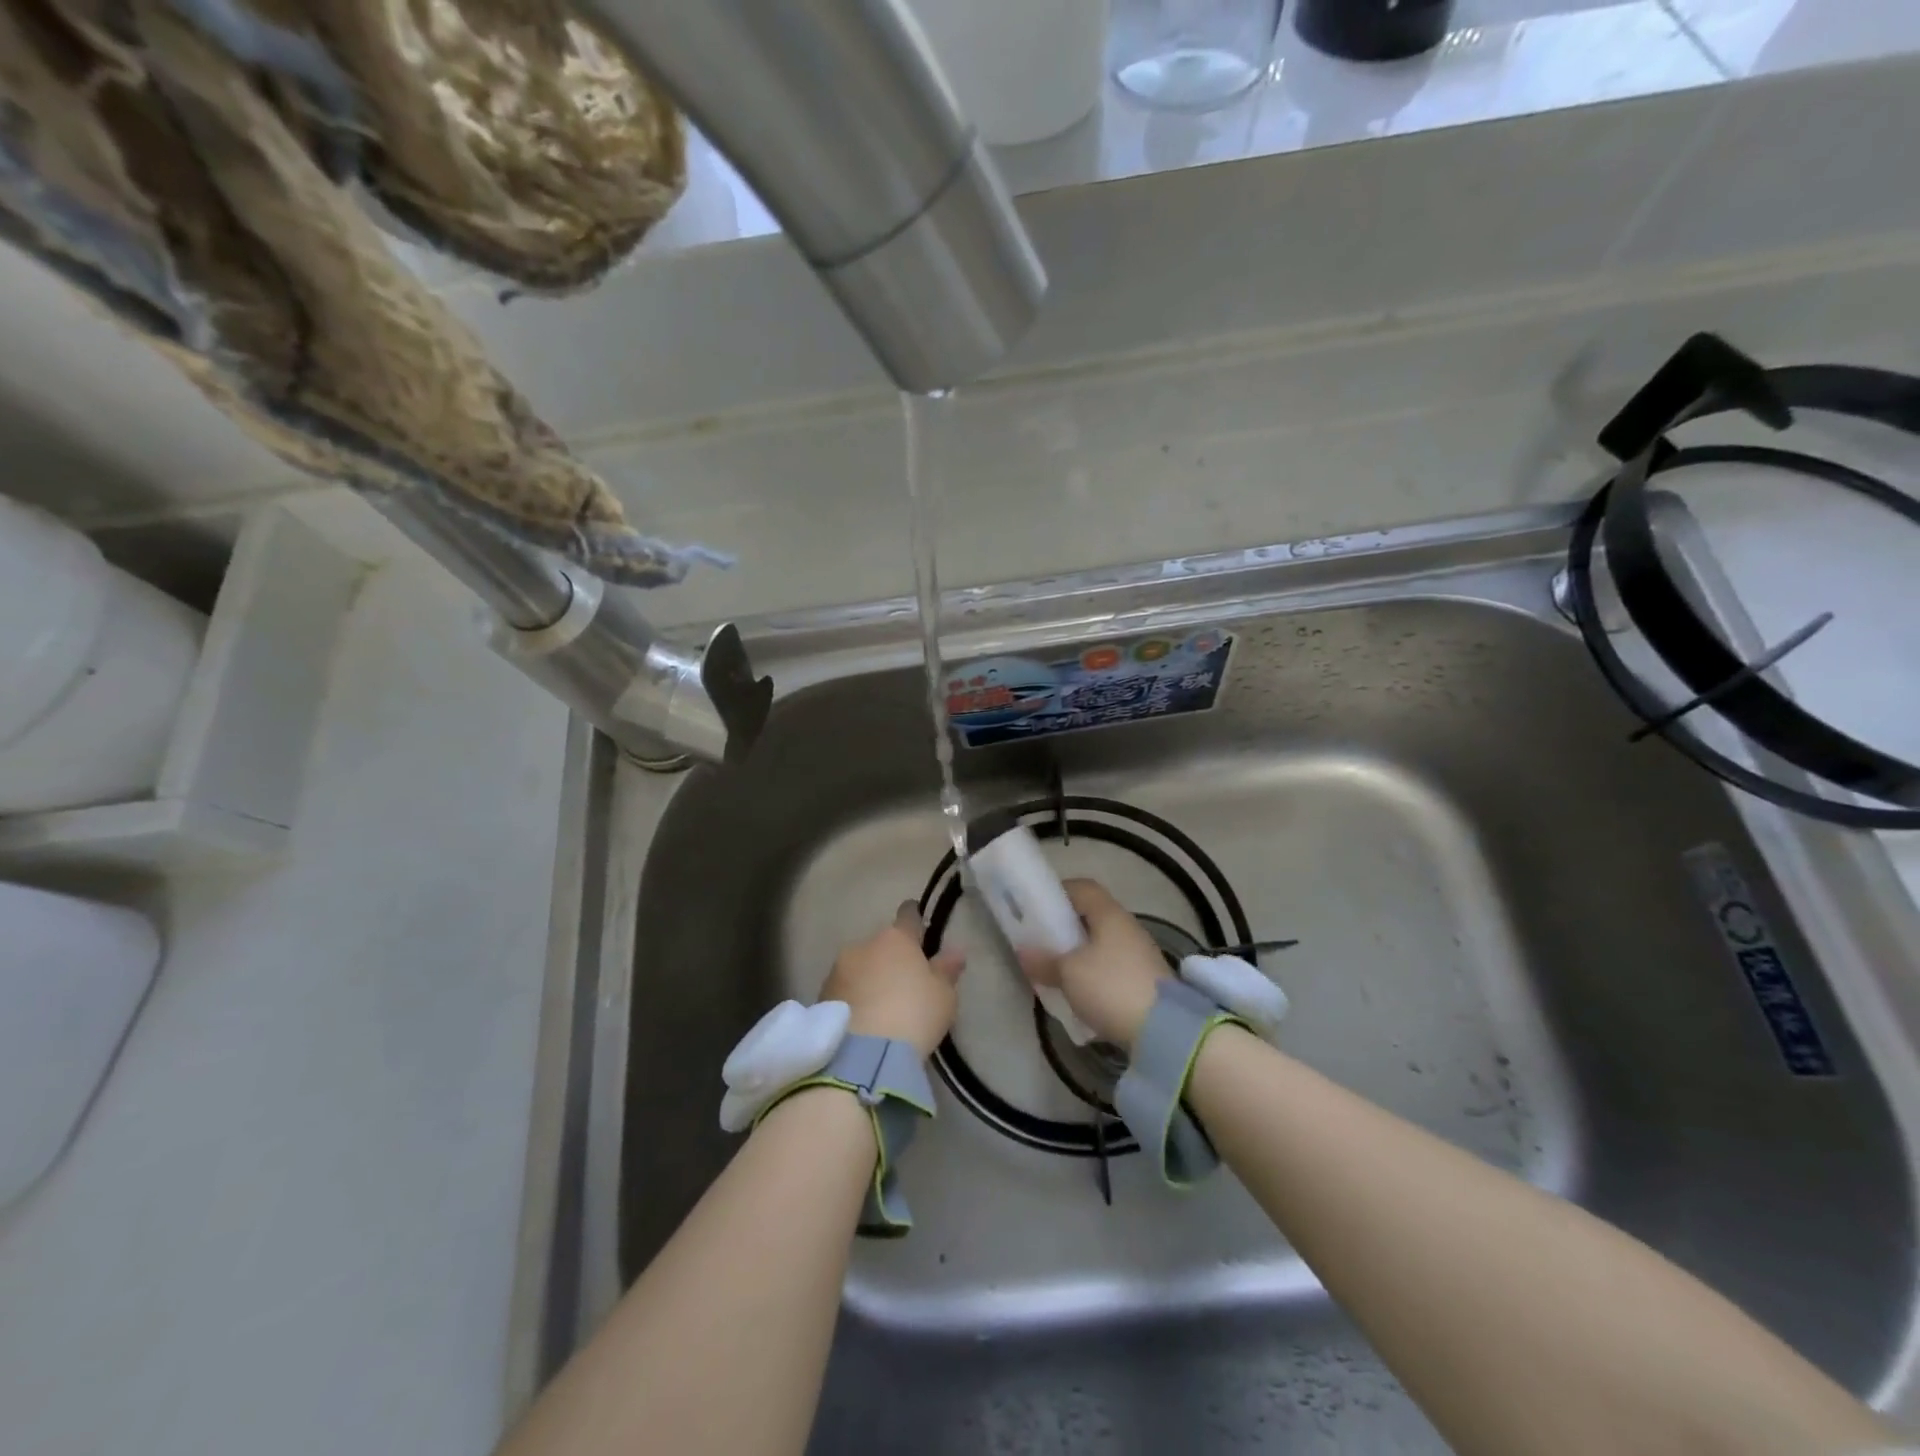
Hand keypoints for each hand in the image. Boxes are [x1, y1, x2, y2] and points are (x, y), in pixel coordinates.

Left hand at [820, 903, 965, 1057]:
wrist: (862, 1057)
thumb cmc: (913, 1016)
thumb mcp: (943, 996)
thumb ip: (946, 970)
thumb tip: (955, 950)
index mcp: (896, 939)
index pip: (907, 916)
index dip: (914, 918)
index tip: (918, 922)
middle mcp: (863, 946)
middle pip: (880, 945)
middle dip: (889, 958)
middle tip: (902, 981)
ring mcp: (837, 971)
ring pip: (858, 967)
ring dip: (868, 978)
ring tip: (880, 1007)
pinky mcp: (821, 997)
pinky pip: (844, 991)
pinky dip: (853, 999)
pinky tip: (862, 1020)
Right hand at [1016, 879, 1168, 1047]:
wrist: (1164, 1030)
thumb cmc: (1110, 987)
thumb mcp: (1069, 973)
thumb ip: (1044, 960)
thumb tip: (1023, 952)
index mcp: (1109, 914)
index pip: (1083, 887)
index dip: (1059, 892)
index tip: (1037, 907)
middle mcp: (1128, 927)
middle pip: (1092, 916)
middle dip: (1066, 927)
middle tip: (1042, 941)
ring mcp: (1140, 954)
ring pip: (1102, 943)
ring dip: (1079, 953)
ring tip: (1057, 970)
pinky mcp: (1146, 980)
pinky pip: (1112, 966)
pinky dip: (1094, 973)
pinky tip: (1080, 992)